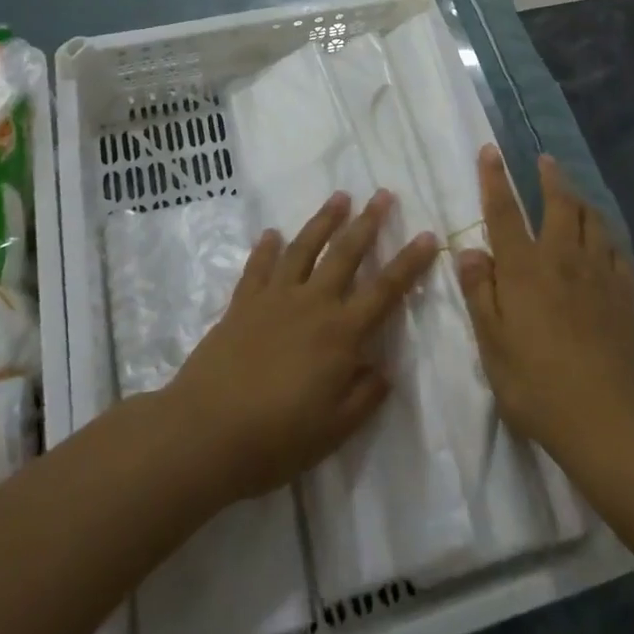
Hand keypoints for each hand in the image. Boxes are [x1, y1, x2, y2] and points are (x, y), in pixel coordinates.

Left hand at [167, 190, 439, 502]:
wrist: (204, 432)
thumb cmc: (276, 439)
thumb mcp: (334, 431)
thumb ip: (365, 396)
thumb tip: (386, 367)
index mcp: (341, 333)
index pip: (385, 290)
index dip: (410, 263)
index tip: (428, 236)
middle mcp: (312, 304)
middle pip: (346, 254)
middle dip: (368, 222)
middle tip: (383, 194)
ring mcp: (274, 298)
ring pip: (304, 248)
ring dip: (324, 220)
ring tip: (340, 197)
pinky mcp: (242, 303)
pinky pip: (258, 267)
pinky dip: (266, 247)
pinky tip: (271, 233)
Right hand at [458, 147, 633, 457]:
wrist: (608, 417)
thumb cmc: (537, 384)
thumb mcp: (492, 344)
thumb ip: (480, 293)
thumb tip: (469, 251)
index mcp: (524, 268)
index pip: (505, 212)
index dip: (495, 179)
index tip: (491, 150)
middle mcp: (563, 258)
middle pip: (558, 204)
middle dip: (549, 177)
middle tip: (545, 161)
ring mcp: (600, 274)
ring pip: (592, 221)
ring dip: (580, 200)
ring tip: (574, 194)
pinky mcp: (627, 294)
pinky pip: (617, 251)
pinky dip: (607, 237)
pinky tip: (605, 242)